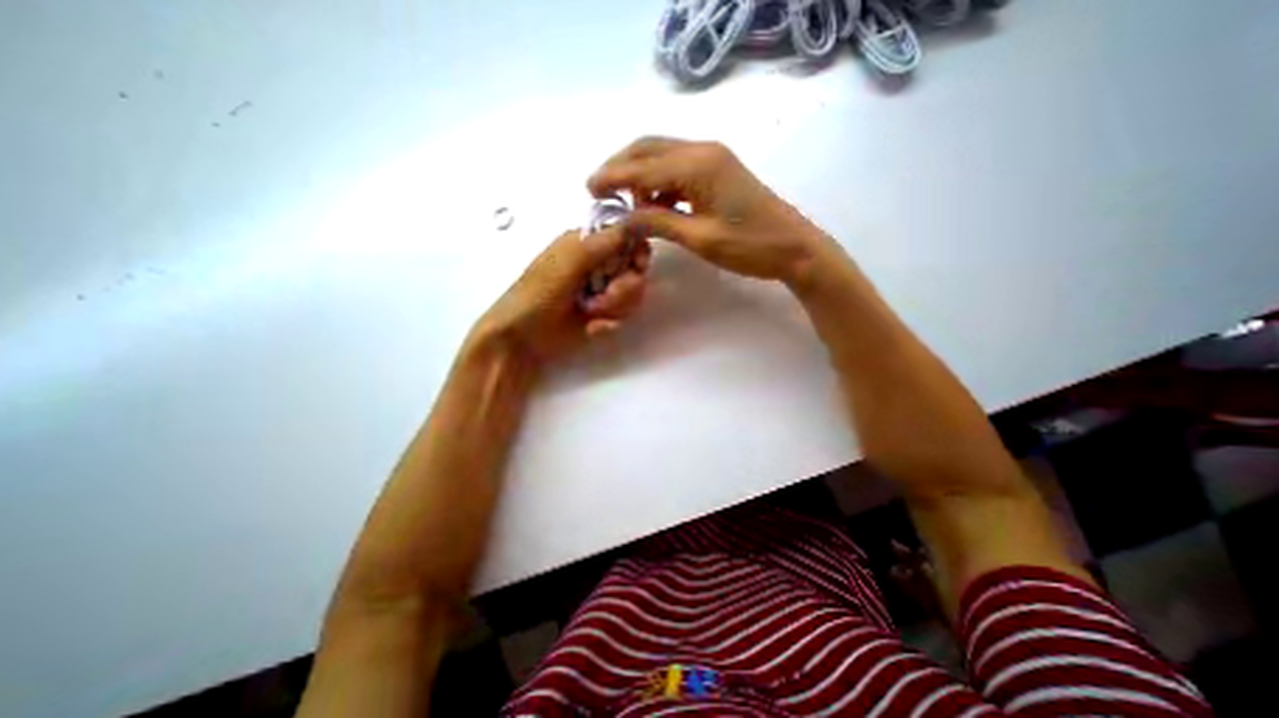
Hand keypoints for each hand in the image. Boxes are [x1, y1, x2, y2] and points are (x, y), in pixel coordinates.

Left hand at [472, 227, 653, 366]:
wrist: (523, 338)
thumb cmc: (538, 294)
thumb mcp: (568, 263)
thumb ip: (601, 244)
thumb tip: (634, 224)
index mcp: (588, 244)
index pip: (627, 238)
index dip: (637, 251)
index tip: (636, 265)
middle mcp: (599, 265)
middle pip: (635, 270)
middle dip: (624, 287)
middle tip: (604, 297)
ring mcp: (602, 292)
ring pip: (632, 295)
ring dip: (614, 307)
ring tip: (590, 314)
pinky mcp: (603, 315)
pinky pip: (623, 316)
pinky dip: (609, 323)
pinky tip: (591, 328)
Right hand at [586, 135, 828, 283]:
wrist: (793, 248)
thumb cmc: (749, 246)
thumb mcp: (699, 238)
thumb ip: (658, 223)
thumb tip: (622, 220)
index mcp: (698, 164)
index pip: (642, 166)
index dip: (612, 177)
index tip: (588, 190)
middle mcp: (702, 150)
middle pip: (649, 148)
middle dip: (621, 167)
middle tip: (600, 192)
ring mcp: (712, 158)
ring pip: (662, 156)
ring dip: (639, 175)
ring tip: (626, 206)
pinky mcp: (717, 171)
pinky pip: (678, 169)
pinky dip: (659, 183)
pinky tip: (654, 205)